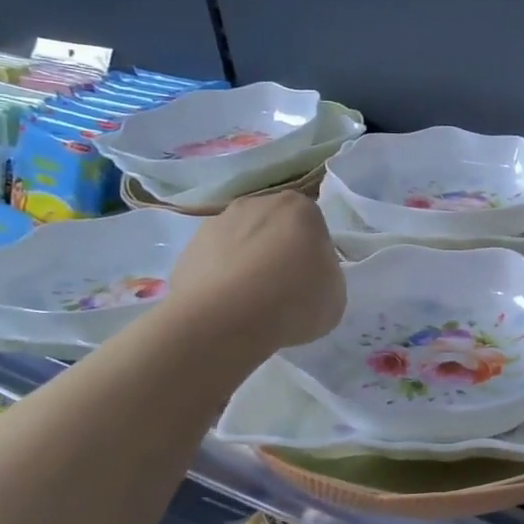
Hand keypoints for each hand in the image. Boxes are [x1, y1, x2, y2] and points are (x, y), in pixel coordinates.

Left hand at [168, 191, 343, 348]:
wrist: (225, 320)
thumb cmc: (294, 301)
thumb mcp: (335, 295)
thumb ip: (325, 275)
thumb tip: (307, 275)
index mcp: (300, 208)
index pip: (313, 228)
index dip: (313, 256)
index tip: (311, 282)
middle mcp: (257, 203)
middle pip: (275, 229)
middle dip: (278, 252)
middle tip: (282, 291)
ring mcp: (217, 223)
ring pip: (241, 243)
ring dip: (247, 264)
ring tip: (250, 304)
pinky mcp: (188, 248)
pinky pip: (214, 263)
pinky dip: (220, 280)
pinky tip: (226, 308)